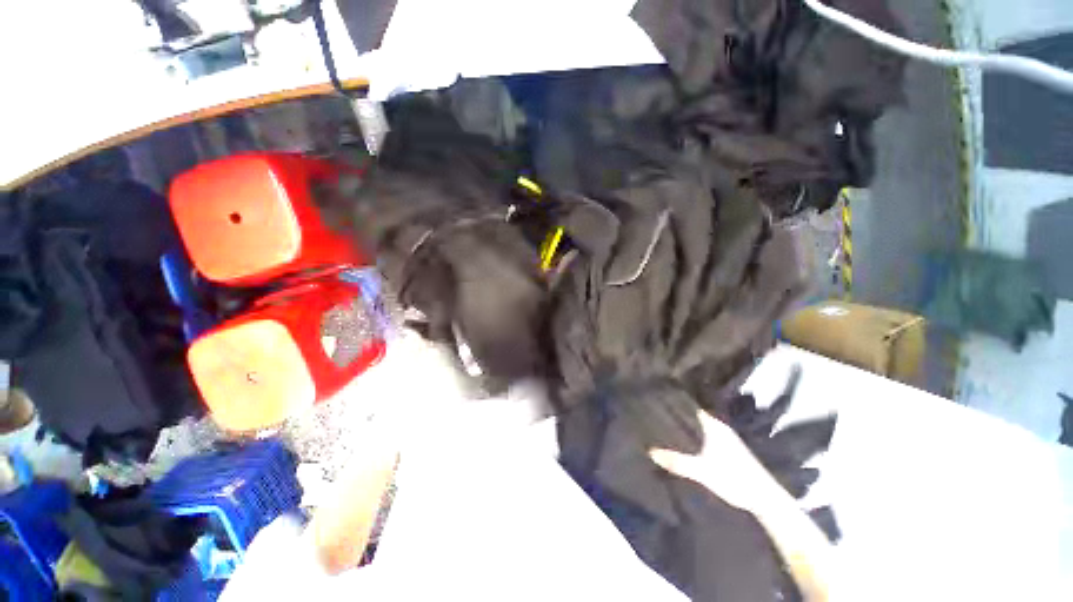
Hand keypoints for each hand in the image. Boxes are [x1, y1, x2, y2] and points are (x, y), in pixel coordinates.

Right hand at [649, 408, 789, 515]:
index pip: (691, 408)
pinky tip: (684, 443)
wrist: (765, 498)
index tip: (657, 402)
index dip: (675, 405)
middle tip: (656, 415)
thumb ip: (677, 462)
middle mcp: (719, 428)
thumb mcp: (702, 471)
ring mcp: (725, 439)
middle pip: (694, 417)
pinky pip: (704, 436)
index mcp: (714, 426)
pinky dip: (693, 437)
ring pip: (699, 427)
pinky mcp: (728, 450)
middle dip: (677, 417)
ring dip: (686, 428)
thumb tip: (650, 451)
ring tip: (665, 427)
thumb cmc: (734, 479)